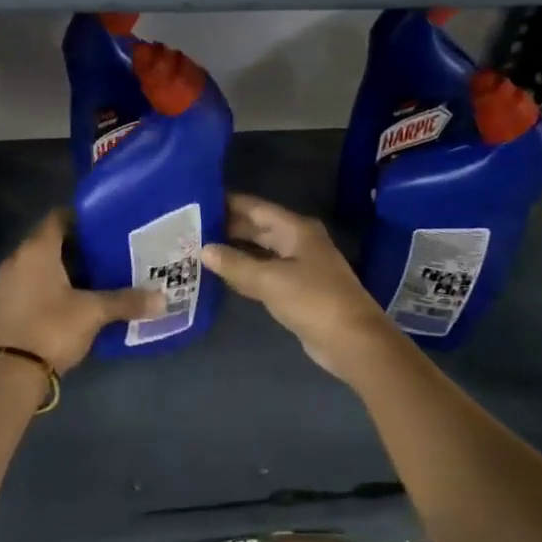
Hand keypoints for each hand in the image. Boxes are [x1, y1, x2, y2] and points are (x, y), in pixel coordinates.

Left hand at [0, 209, 164, 374]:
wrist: (11, 374)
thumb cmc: (52, 328)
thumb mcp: (94, 313)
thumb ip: (127, 301)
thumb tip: (162, 299)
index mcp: (36, 250)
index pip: (58, 218)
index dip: (81, 218)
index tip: (106, 225)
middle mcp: (17, 259)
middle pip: (49, 241)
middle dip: (78, 246)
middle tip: (109, 252)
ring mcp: (8, 284)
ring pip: (41, 265)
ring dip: (65, 268)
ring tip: (97, 276)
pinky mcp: (6, 306)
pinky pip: (33, 284)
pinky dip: (53, 286)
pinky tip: (76, 299)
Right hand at [200, 194, 397, 380]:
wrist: (351, 340)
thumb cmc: (312, 300)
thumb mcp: (270, 280)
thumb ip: (235, 264)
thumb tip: (205, 250)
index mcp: (296, 229)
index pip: (256, 208)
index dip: (228, 203)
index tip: (198, 200)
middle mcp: (298, 241)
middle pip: (258, 228)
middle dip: (227, 227)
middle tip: (190, 227)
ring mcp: (299, 266)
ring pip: (260, 251)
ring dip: (234, 251)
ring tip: (198, 247)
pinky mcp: (297, 289)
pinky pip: (265, 273)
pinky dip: (245, 272)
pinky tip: (222, 274)